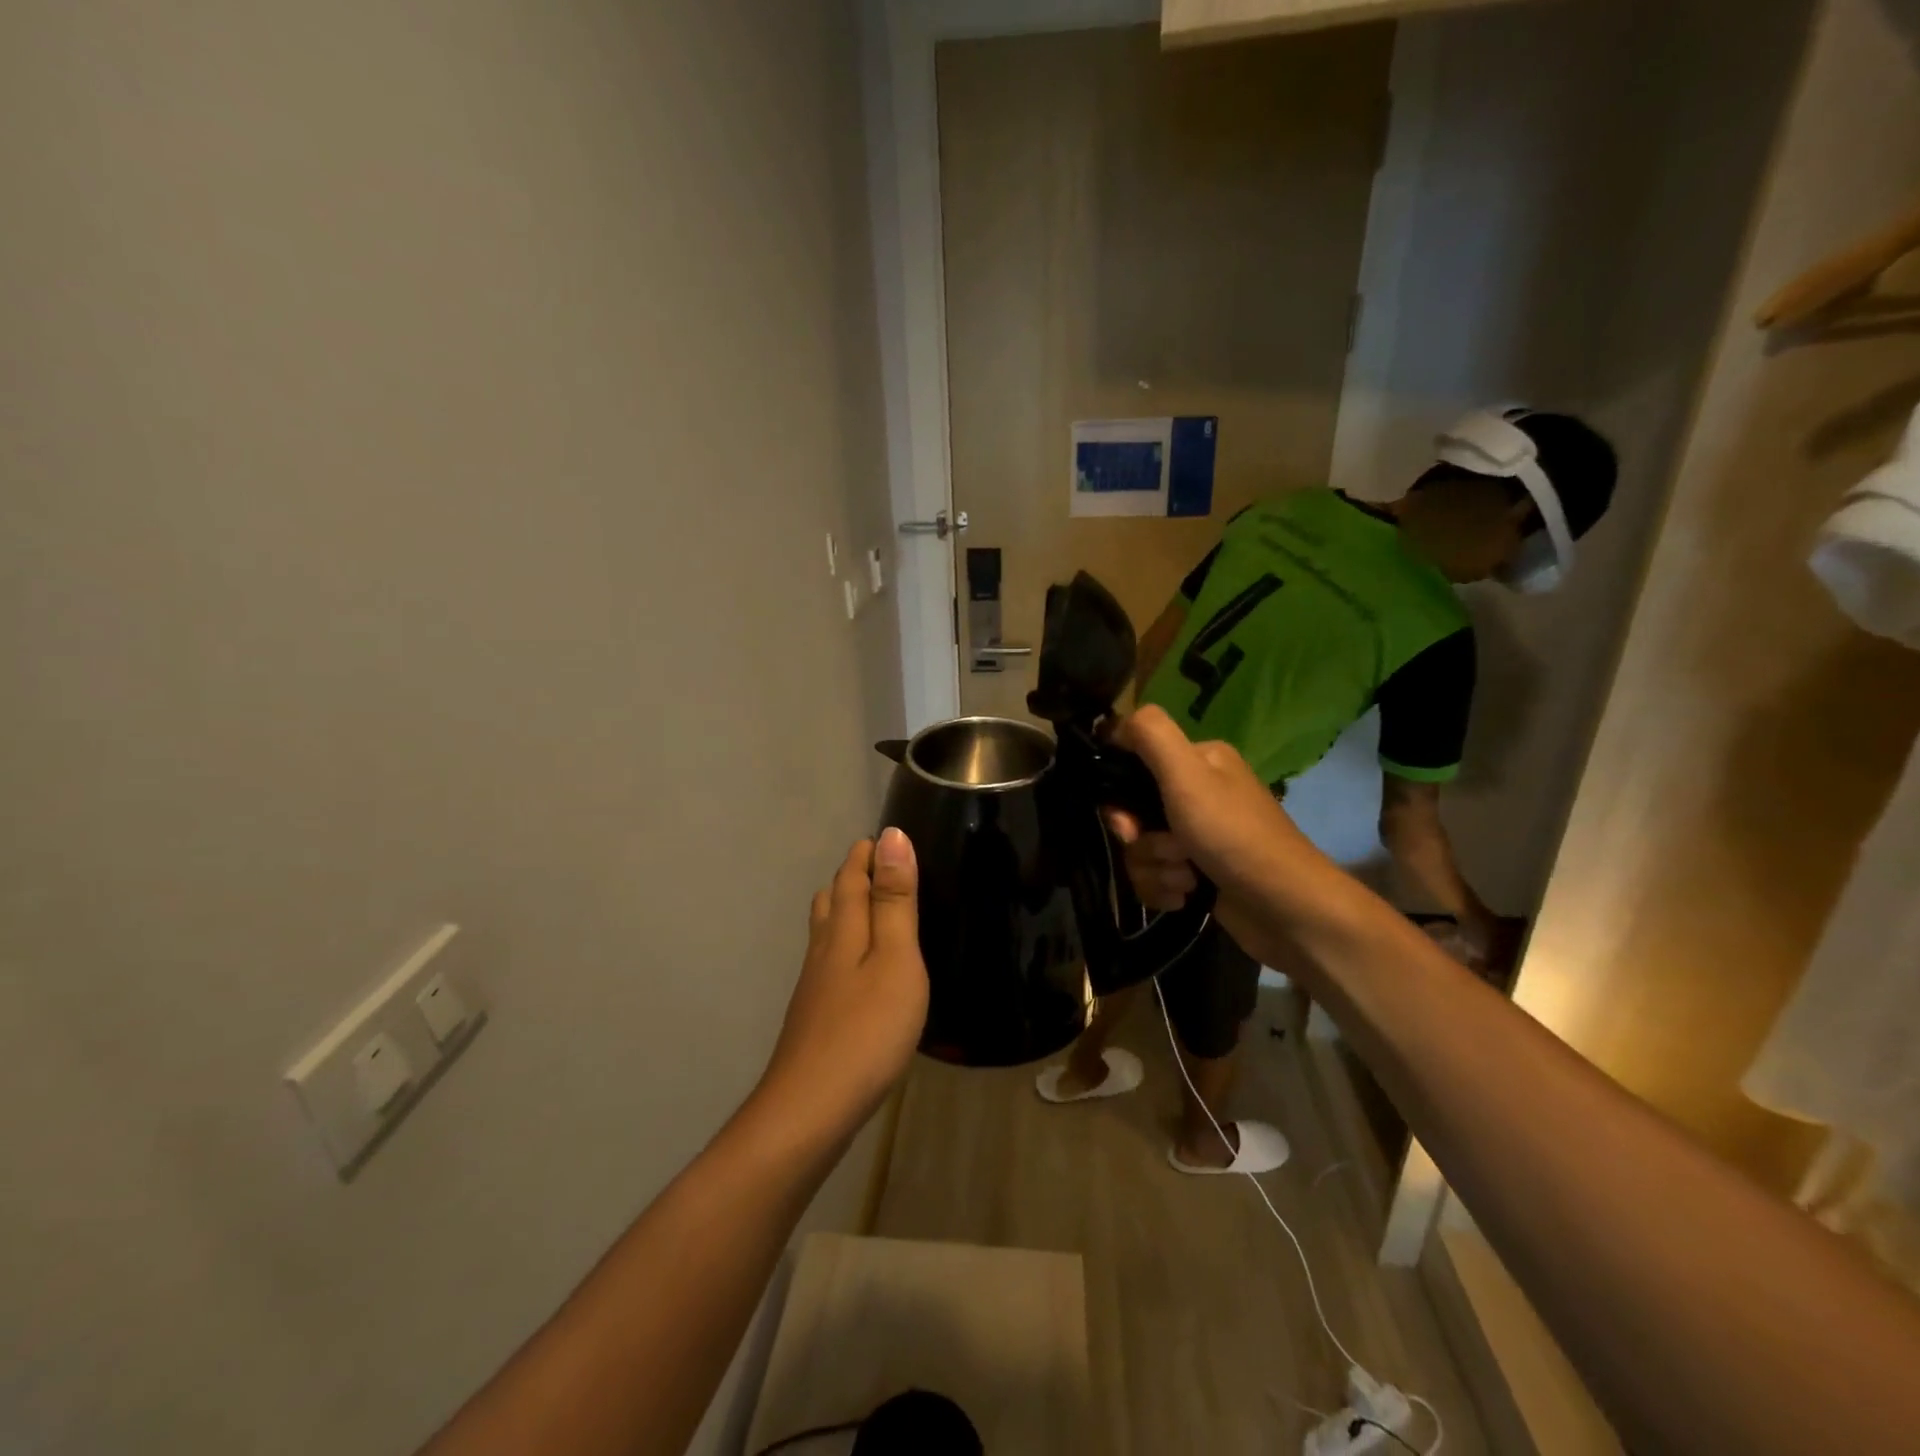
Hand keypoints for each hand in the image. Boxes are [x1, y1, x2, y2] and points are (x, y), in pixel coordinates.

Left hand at [759, 829, 928, 1138]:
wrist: (810, 1109)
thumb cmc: (866, 1030)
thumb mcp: (895, 959)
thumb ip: (894, 900)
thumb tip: (891, 836)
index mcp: (843, 930)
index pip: (851, 876)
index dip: (865, 854)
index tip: (884, 835)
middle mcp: (823, 950)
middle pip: (832, 900)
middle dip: (852, 876)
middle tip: (878, 864)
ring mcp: (815, 986)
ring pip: (826, 931)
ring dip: (844, 908)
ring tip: (868, 905)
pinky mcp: (816, 1016)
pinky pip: (829, 961)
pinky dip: (844, 944)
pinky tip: (858, 967)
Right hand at [1103, 706, 1305, 906]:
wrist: (1285, 908)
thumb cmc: (1234, 835)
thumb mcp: (1189, 775)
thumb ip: (1151, 735)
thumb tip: (1114, 724)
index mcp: (1198, 761)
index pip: (1133, 763)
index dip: (1119, 793)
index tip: (1128, 819)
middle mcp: (1197, 793)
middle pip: (1132, 812)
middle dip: (1142, 840)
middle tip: (1168, 851)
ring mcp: (1196, 836)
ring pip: (1140, 849)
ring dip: (1157, 869)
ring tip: (1188, 878)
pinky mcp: (1196, 873)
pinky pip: (1154, 877)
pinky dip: (1165, 889)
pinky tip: (1188, 896)